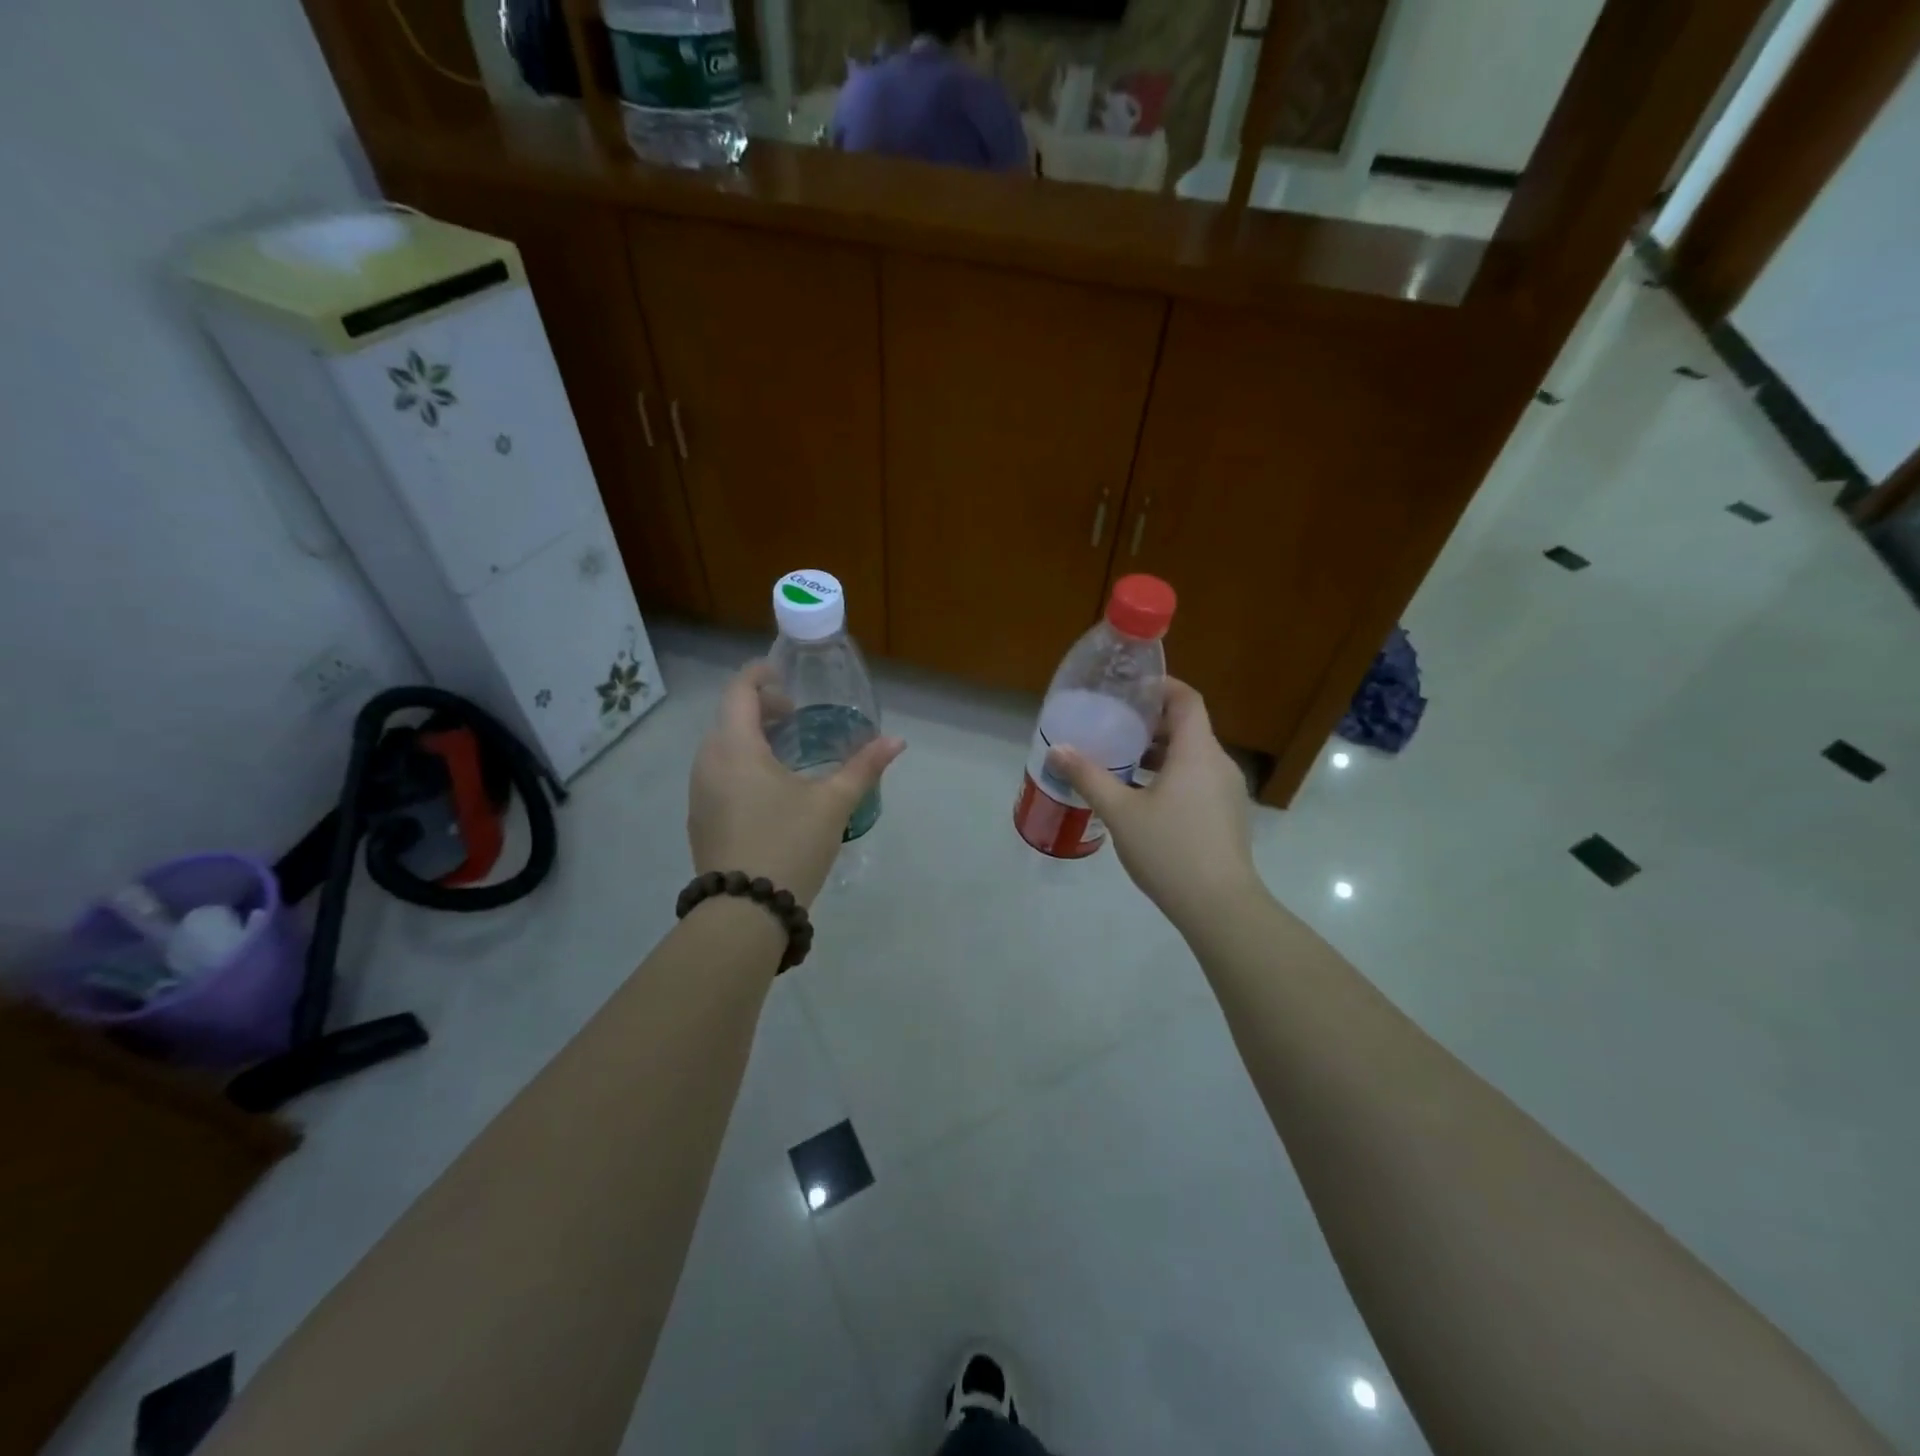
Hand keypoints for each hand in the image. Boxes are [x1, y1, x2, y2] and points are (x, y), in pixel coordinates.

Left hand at [688, 662, 904, 906]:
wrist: (744, 912)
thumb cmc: (789, 844)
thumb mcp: (832, 804)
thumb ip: (864, 767)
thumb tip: (896, 741)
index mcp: (735, 747)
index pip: (739, 689)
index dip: (762, 675)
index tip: (789, 681)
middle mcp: (708, 762)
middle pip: (729, 716)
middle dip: (761, 709)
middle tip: (797, 719)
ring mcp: (699, 792)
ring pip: (722, 747)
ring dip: (751, 739)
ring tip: (788, 755)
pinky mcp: (700, 819)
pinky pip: (718, 774)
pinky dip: (741, 766)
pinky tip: (770, 792)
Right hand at [1048, 679, 1263, 930]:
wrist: (1220, 906)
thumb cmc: (1169, 850)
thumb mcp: (1120, 812)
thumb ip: (1088, 777)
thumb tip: (1057, 750)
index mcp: (1197, 751)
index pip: (1186, 699)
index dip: (1161, 687)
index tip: (1130, 688)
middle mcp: (1219, 763)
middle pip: (1188, 727)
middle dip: (1151, 723)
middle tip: (1114, 725)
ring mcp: (1228, 791)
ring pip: (1193, 756)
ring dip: (1160, 752)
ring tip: (1122, 761)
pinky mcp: (1227, 815)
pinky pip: (1199, 779)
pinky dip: (1173, 775)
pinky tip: (1144, 798)